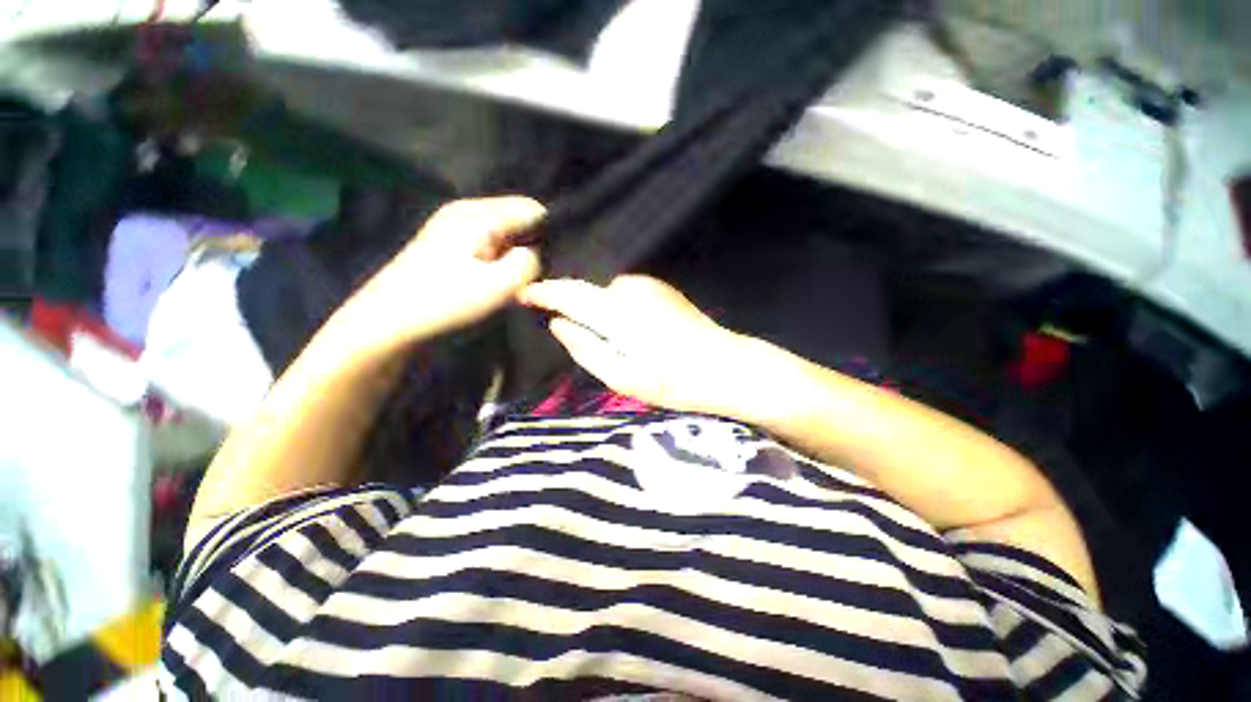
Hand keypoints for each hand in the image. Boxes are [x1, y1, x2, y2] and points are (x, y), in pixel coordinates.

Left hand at [338, 197, 546, 347]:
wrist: (389, 321)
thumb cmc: (445, 301)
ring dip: (515, 255)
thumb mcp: (499, 285)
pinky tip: (495, 279)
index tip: (548, 264)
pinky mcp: (449, 243)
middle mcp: (466, 210)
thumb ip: (529, 263)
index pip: (532, 209)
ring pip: (505, 233)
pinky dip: (500, 258)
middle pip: (518, 218)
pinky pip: (490, 242)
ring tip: (514, 280)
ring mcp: (454, 225)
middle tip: (531, 276)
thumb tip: (537, 253)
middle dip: (532, 245)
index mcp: (477, 214)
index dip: (548, 234)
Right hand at [519, 275, 749, 414]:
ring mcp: (648, 285)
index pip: (569, 293)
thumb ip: (586, 348)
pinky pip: (626, 295)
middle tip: (575, 333)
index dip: (543, 293)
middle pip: (588, 293)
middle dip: (574, 305)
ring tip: (613, 341)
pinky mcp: (661, 288)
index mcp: (616, 312)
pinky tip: (633, 331)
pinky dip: (618, 308)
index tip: (523, 294)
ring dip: (601, 311)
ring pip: (608, 295)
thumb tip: (559, 325)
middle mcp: (629, 289)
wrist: (723, 366)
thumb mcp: (621, 377)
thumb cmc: (672, 380)